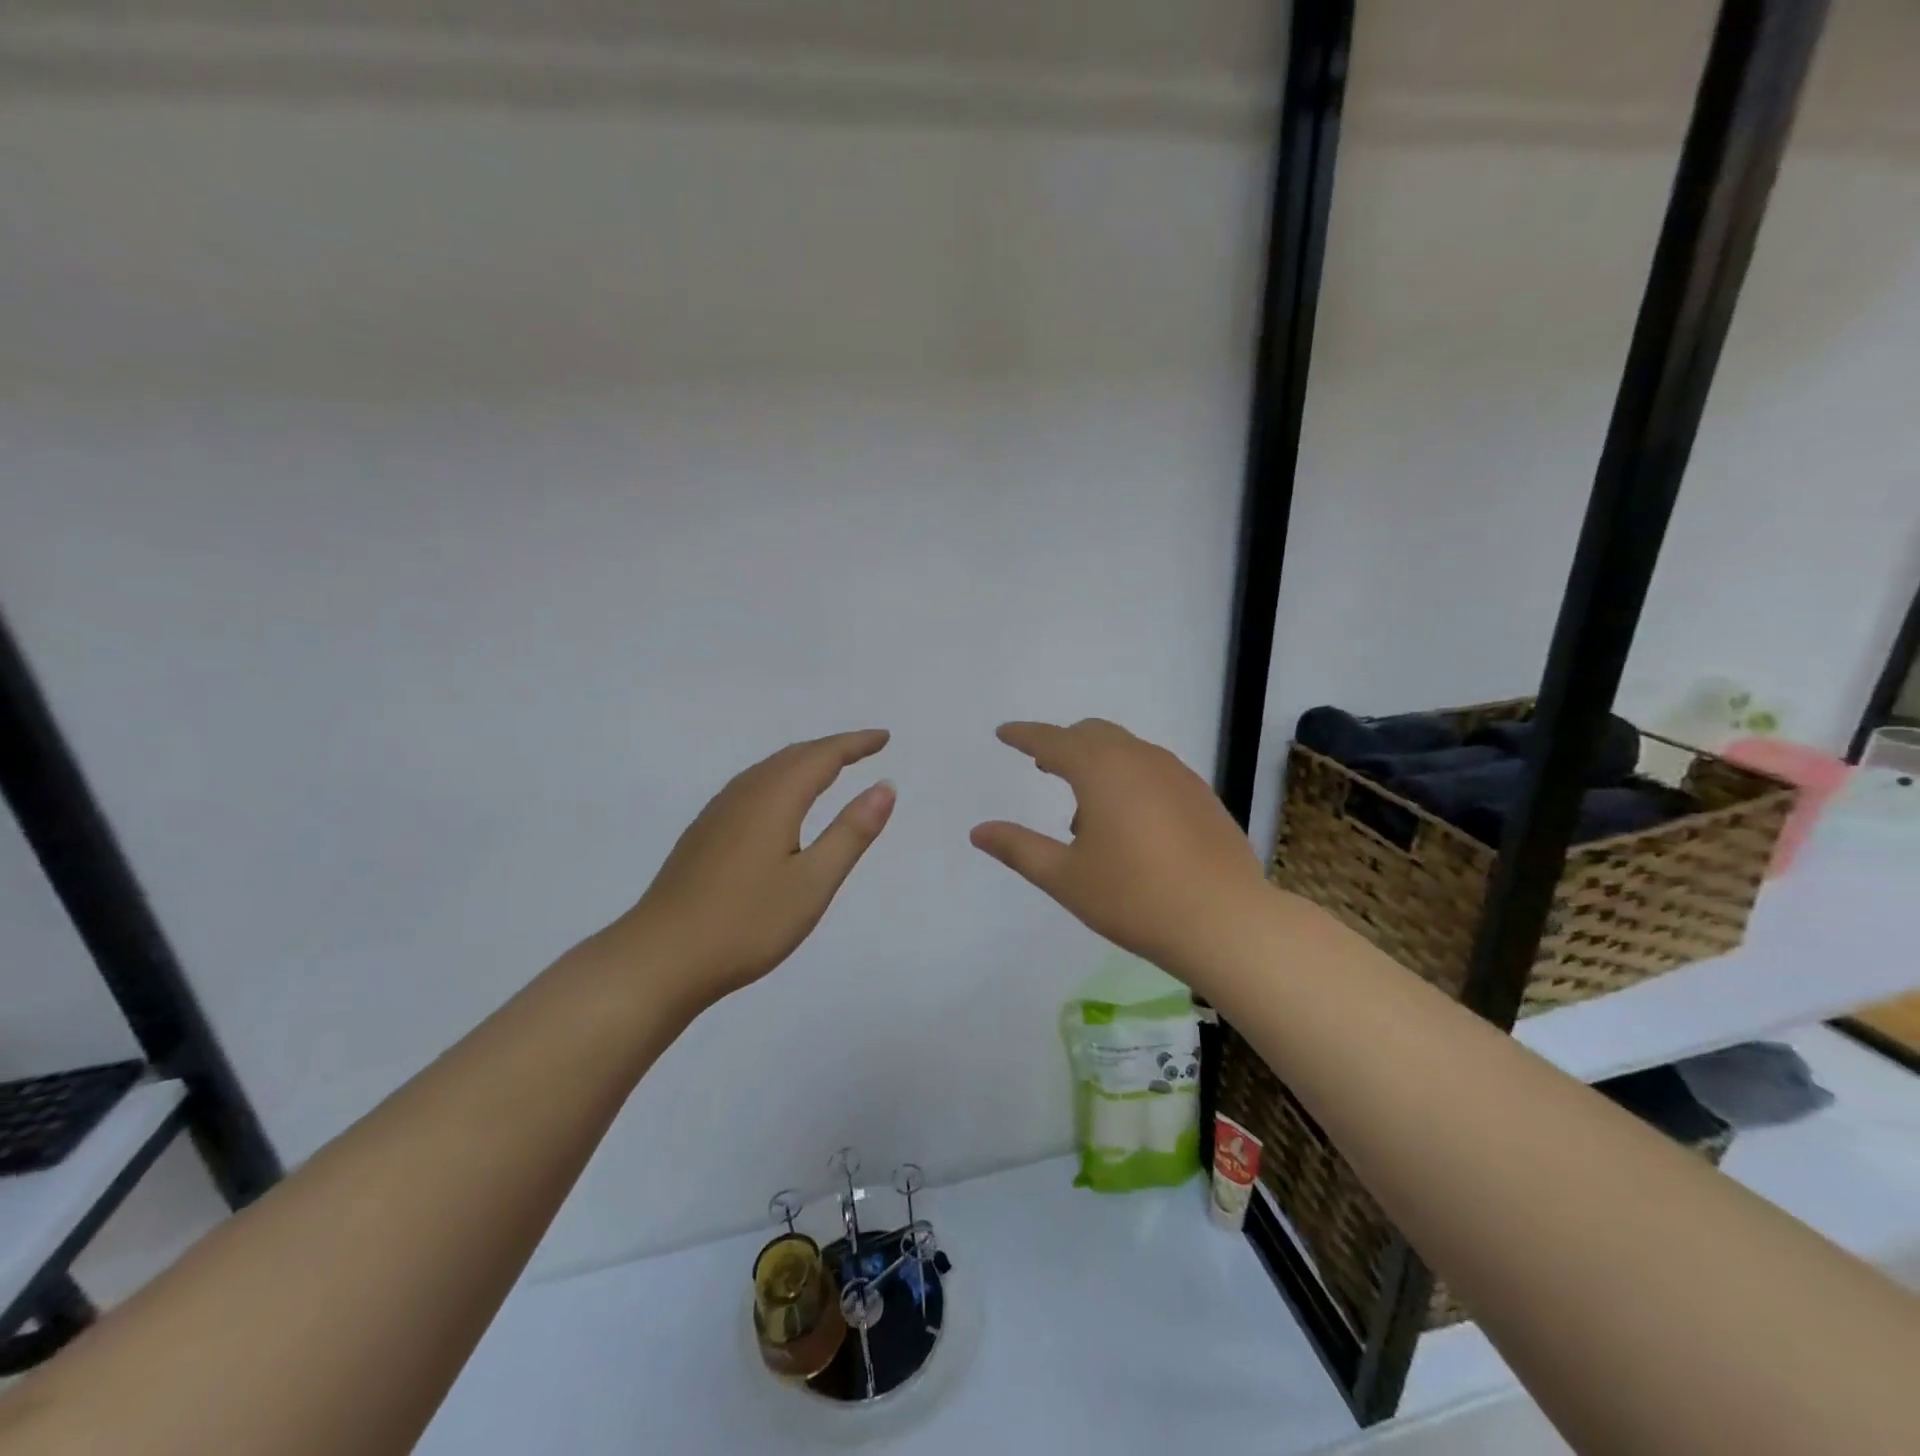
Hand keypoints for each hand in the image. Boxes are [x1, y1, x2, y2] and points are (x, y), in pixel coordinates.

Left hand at [590, 730, 895, 1012]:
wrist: (659, 959)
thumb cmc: (746, 923)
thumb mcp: (813, 882)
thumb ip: (851, 832)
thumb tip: (885, 786)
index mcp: (774, 799)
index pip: (822, 756)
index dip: (855, 744)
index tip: (884, 737)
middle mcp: (743, 794)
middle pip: (793, 757)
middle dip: (832, 748)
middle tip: (864, 749)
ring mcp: (717, 814)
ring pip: (768, 770)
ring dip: (804, 762)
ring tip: (830, 769)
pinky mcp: (703, 835)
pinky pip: (752, 787)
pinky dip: (781, 780)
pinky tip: (781, 804)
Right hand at [970, 719, 1267, 983]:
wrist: (1225, 921)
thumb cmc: (1135, 898)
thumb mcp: (1065, 877)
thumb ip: (1018, 848)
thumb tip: (978, 831)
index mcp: (1102, 770)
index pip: (1053, 740)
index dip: (1024, 735)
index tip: (1003, 733)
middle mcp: (1140, 759)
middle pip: (1093, 734)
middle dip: (1063, 744)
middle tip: (1042, 765)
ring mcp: (1177, 775)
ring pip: (1127, 751)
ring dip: (1098, 764)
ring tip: (1084, 813)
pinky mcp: (1202, 796)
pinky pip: (1153, 770)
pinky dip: (1128, 779)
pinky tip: (1130, 825)